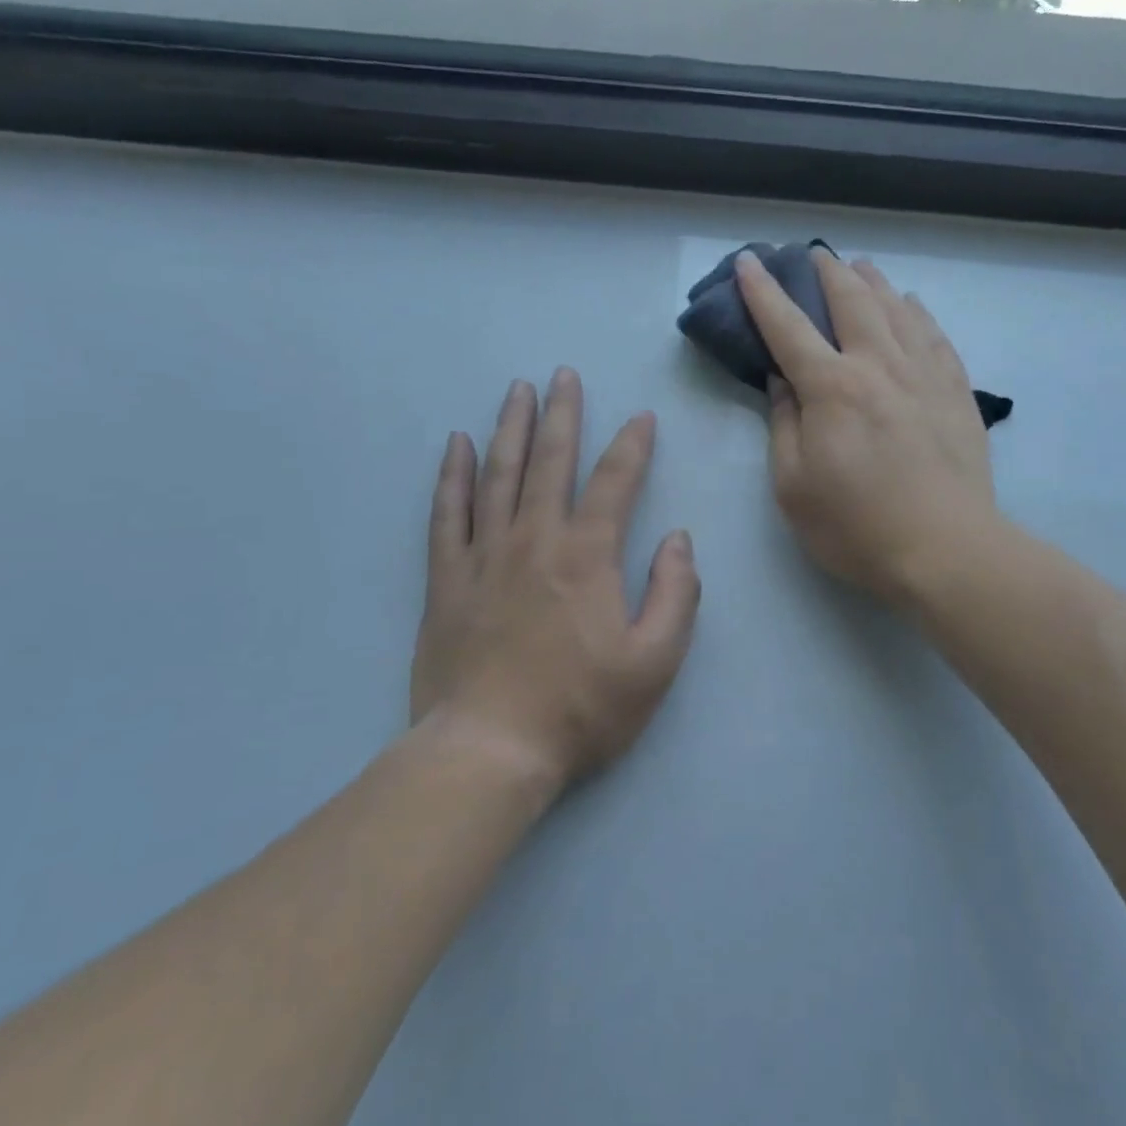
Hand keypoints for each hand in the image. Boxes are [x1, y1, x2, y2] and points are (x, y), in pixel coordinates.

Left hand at [408, 370, 700, 790]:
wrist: (489, 751)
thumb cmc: (582, 709)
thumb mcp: (655, 662)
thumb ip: (675, 594)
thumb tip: (678, 539)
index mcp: (588, 557)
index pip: (615, 483)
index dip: (632, 446)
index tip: (642, 417)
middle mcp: (535, 540)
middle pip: (550, 462)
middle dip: (562, 414)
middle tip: (563, 374)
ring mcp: (485, 557)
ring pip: (499, 476)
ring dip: (510, 428)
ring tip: (517, 390)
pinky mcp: (447, 580)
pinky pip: (448, 514)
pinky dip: (453, 476)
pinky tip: (457, 446)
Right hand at [736, 248, 996, 607]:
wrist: (946, 550)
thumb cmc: (856, 527)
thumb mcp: (794, 486)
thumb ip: (783, 426)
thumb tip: (781, 380)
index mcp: (832, 388)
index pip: (788, 327)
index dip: (764, 292)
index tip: (750, 261)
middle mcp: (879, 366)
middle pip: (852, 301)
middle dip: (827, 272)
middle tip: (812, 255)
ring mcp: (925, 375)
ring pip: (898, 309)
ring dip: (873, 282)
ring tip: (860, 266)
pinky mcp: (957, 392)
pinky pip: (935, 336)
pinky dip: (917, 313)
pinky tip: (912, 306)